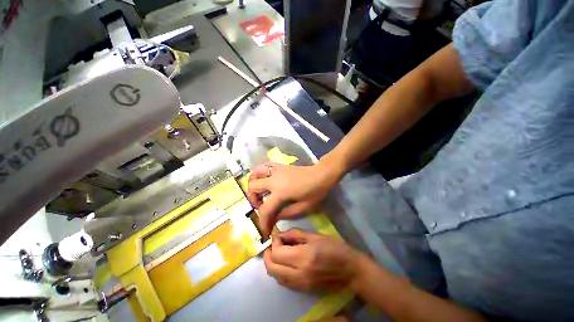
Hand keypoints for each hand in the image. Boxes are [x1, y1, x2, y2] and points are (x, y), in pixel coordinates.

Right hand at [247, 161, 341, 234]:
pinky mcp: (279, 166)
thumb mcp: (302, 208)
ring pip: (255, 173)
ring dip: (253, 183)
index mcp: (280, 192)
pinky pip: (265, 165)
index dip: (262, 223)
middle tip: (261, 207)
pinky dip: (260, 172)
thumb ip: (285, 214)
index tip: (264, 231)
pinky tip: (264, 179)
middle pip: (253, 188)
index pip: (265, 210)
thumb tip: (273, 218)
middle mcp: (274, 180)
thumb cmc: (315, 192)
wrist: (321, 175)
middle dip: (253, 200)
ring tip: (258, 192)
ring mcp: (276, 171)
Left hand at [263, 229, 361, 291]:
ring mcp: (300, 285)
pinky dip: (279, 272)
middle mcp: (299, 274)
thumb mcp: (315, 236)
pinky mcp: (303, 290)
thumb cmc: (335, 248)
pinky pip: (284, 282)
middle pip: (271, 268)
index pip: (277, 253)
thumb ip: (295, 234)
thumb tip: (280, 235)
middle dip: (268, 254)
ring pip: (275, 277)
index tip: (278, 235)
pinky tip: (285, 262)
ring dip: (272, 264)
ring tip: (277, 252)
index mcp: (303, 257)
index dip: (274, 242)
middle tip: (273, 244)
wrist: (351, 271)